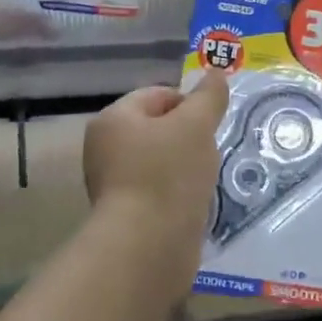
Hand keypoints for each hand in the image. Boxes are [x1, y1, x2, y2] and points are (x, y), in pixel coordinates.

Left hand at [83, 72, 229, 242]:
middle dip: (190, 137)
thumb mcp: (196, 126)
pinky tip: (195, 203)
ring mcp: (113, 184)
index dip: (190, 103)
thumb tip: (216, 72)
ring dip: (186, 167)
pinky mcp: (127, 215)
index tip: (213, 123)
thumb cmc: (167, 174)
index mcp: (114, 119)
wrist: (147, 248)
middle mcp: (105, 148)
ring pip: (161, 161)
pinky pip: (160, 191)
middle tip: (212, 150)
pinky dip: (179, 193)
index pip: (158, 95)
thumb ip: (208, 97)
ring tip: (206, 179)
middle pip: (159, 128)